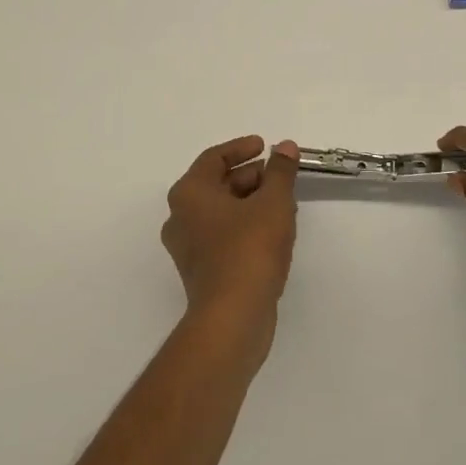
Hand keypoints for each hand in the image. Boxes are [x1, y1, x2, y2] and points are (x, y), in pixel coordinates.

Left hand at [161, 136, 299, 347]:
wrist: (233, 318)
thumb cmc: (249, 249)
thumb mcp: (273, 202)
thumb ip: (280, 171)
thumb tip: (285, 146)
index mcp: (189, 193)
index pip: (214, 158)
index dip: (241, 148)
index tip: (266, 146)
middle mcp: (181, 217)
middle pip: (217, 184)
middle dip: (251, 177)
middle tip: (280, 177)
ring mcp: (188, 248)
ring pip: (222, 212)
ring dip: (252, 202)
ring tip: (284, 203)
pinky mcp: (201, 272)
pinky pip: (223, 236)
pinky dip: (246, 226)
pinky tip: (274, 232)